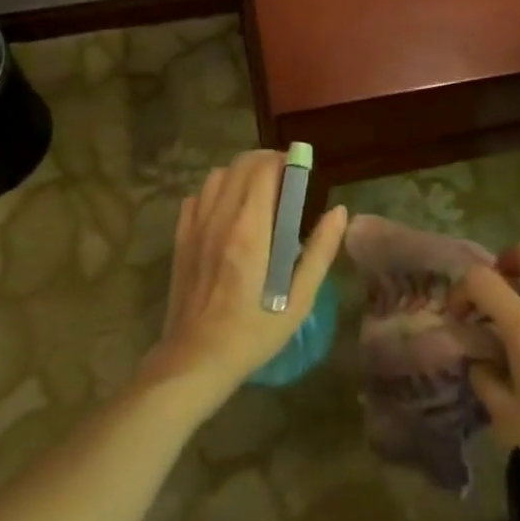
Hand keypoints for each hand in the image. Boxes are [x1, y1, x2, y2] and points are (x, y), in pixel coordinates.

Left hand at [145, 150, 347, 400]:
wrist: (196, 360)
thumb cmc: (253, 331)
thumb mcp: (298, 299)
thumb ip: (320, 251)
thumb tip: (338, 211)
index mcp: (251, 229)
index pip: (263, 169)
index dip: (283, 160)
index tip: (299, 170)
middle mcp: (220, 217)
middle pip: (240, 164)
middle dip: (264, 162)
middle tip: (284, 181)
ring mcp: (196, 226)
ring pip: (217, 175)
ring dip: (240, 175)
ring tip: (257, 194)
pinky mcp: (181, 238)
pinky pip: (197, 197)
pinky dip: (215, 193)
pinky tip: (227, 213)